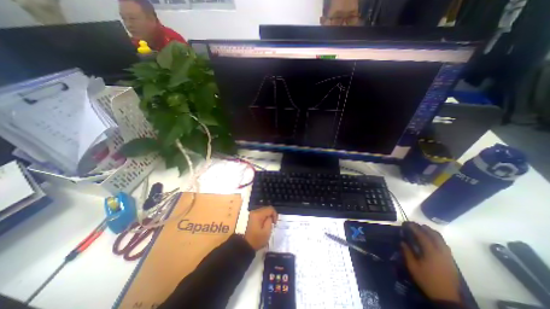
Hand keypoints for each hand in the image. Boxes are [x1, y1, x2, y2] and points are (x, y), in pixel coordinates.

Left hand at [245, 206, 279, 249]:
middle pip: (266, 209)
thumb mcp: (266, 232)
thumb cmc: (257, 239)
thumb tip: (270, 217)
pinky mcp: (251, 217)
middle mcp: (254, 212)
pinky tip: (264, 224)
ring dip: (267, 216)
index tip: (275, 223)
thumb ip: (270, 221)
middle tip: (273, 223)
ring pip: (263, 211)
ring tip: (269, 224)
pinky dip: (263, 217)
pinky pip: (259, 214)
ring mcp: (251, 214)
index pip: (270, 209)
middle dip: (271, 215)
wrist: (245, 245)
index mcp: (258, 214)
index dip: (275, 214)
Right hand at [401, 224, 460, 302]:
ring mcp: (448, 256)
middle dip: (425, 228)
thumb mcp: (413, 267)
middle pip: (435, 235)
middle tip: (415, 225)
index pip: (422, 236)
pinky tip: (432, 240)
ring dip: (432, 233)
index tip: (407, 223)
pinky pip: (445, 245)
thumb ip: (407, 252)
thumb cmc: (426, 280)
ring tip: (424, 229)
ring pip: (441, 240)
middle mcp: (441, 252)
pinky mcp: (451, 261)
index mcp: (431, 252)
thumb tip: (403, 242)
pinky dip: (438, 239)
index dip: (414, 228)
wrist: (446, 297)